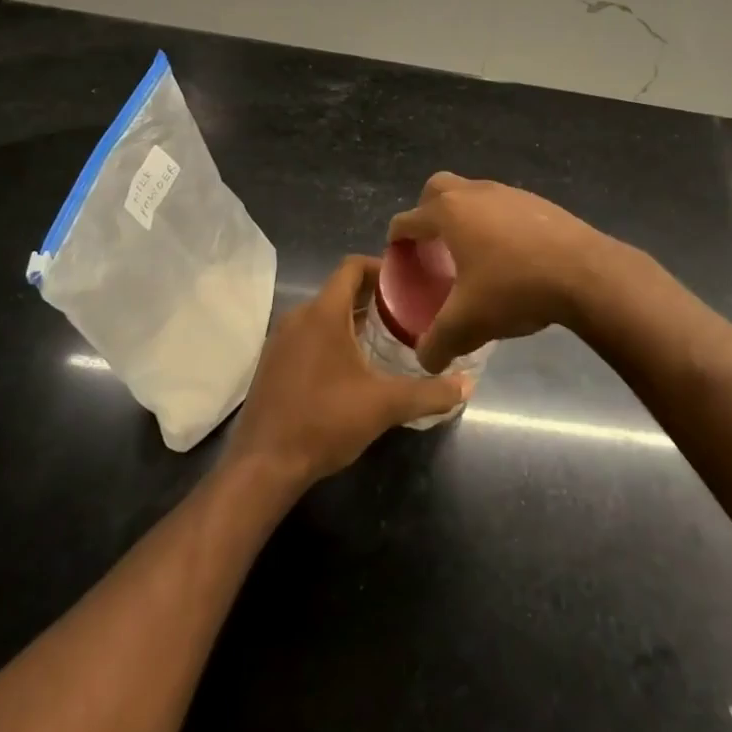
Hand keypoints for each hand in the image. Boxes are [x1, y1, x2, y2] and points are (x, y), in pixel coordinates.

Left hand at [227, 255, 469, 486]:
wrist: (264, 465)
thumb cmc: (325, 421)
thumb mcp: (384, 406)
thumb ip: (429, 393)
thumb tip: (468, 384)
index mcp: (324, 313)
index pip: (352, 267)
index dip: (380, 267)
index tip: (408, 282)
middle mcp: (299, 316)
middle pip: (339, 290)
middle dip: (372, 297)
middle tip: (406, 313)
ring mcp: (280, 339)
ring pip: (322, 314)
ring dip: (351, 319)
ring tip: (384, 338)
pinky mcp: (272, 363)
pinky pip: (307, 334)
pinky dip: (330, 338)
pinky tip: (350, 367)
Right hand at [387, 172, 620, 372]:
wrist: (584, 273)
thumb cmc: (514, 288)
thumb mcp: (467, 324)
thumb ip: (437, 343)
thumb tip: (425, 359)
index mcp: (449, 213)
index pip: (408, 219)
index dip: (397, 239)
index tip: (398, 258)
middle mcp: (474, 193)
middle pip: (437, 189)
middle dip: (427, 212)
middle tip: (432, 246)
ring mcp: (508, 192)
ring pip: (473, 194)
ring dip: (465, 217)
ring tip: (471, 254)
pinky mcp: (537, 201)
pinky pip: (503, 206)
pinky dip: (495, 223)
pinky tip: (508, 256)